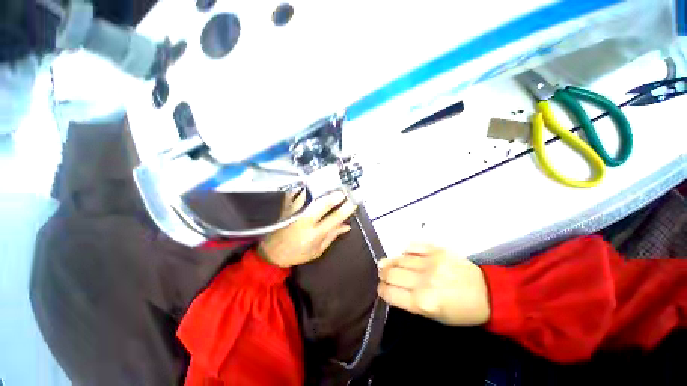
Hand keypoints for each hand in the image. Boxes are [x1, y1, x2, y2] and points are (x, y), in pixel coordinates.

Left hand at [258, 191, 356, 267]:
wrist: (271, 252)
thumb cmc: (297, 254)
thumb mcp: (317, 251)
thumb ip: (332, 236)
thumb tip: (347, 225)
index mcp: (314, 234)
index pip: (334, 218)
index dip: (345, 209)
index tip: (353, 202)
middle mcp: (304, 220)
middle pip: (322, 203)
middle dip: (334, 196)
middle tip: (343, 191)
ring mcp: (294, 212)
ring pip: (310, 196)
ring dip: (322, 190)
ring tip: (332, 185)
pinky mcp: (287, 207)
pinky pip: (299, 194)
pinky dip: (308, 189)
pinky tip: (315, 185)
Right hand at [377, 244, 489, 325]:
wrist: (488, 293)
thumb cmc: (461, 311)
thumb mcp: (435, 317)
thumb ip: (411, 302)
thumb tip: (393, 289)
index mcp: (423, 302)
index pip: (390, 293)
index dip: (382, 290)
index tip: (381, 288)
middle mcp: (423, 281)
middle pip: (391, 273)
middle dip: (382, 274)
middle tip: (382, 274)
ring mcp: (430, 262)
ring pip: (399, 259)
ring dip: (390, 262)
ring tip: (387, 263)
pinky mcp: (437, 250)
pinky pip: (413, 246)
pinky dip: (406, 250)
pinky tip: (404, 254)